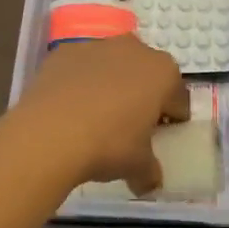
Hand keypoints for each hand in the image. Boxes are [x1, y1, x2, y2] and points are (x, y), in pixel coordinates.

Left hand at [10, 33, 189, 194]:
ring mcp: (97, 46)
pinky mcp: (65, 51)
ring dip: (110, 83)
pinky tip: (70, 107)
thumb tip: (150, 182)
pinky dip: (79, 81)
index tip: (162, 134)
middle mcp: (134, 49)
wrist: (50, 131)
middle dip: (142, 93)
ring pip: (112, 64)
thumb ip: (150, 171)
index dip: (173, 116)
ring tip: (96, 115)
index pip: (178, 96)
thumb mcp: (138, 166)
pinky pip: (80, 67)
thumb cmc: (109, 145)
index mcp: (162, 73)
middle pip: (145, 72)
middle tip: (132, 123)